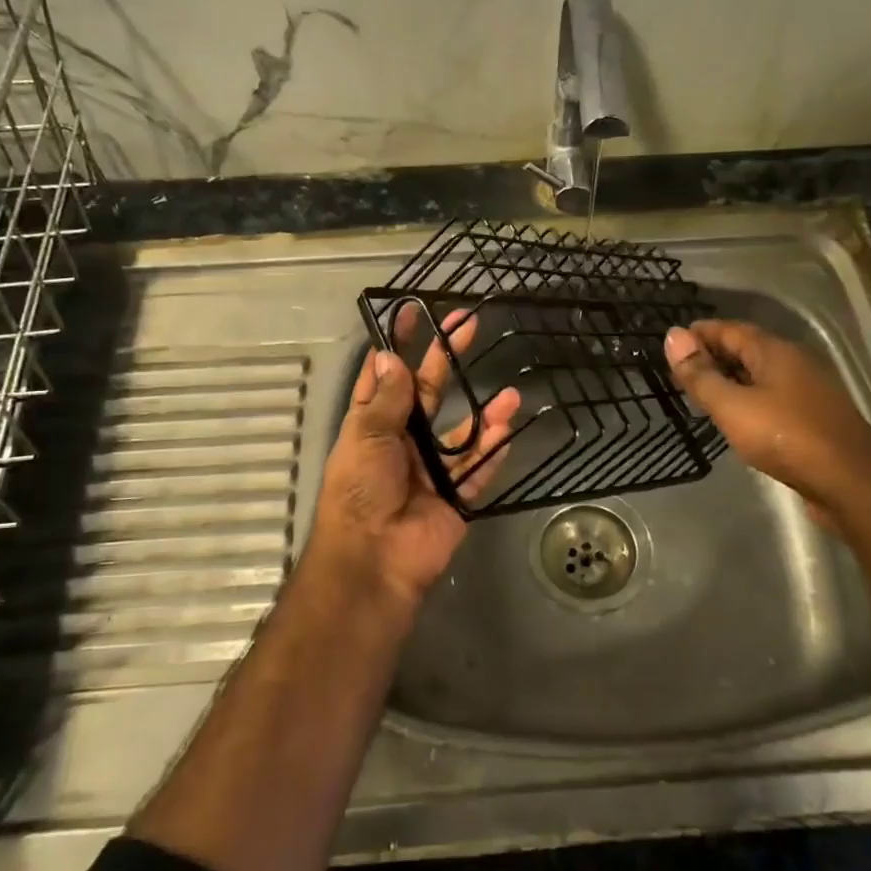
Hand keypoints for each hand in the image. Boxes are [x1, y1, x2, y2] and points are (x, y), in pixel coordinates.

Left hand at [305, 312, 520, 605]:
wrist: (375, 558)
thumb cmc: (360, 491)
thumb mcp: (366, 437)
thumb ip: (387, 399)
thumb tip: (393, 357)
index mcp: (372, 425)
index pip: (385, 375)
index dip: (397, 344)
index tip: (413, 312)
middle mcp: (402, 441)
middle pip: (427, 392)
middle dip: (447, 360)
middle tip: (469, 326)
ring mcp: (431, 468)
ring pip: (462, 431)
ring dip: (484, 411)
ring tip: (510, 392)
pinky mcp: (456, 496)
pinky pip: (479, 467)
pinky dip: (493, 450)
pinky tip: (508, 427)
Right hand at [664, 319, 870, 522]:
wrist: (851, 482)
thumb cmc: (786, 437)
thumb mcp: (732, 406)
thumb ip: (700, 374)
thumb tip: (672, 336)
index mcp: (775, 352)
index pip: (730, 329)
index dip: (701, 332)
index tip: (673, 342)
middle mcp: (795, 363)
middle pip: (747, 349)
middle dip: (714, 355)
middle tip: (681, 370)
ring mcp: (808, 391)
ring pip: (761, 375)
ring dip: (731, 379)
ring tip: (702, 393)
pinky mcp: (814, 419)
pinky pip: (772, 398)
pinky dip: (748, 399)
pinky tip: (737, 418)